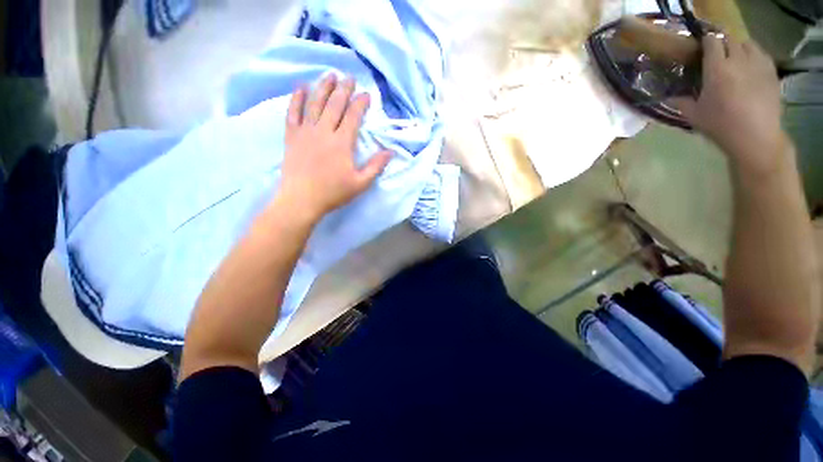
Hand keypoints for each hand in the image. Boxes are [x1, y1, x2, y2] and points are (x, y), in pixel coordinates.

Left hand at [279, 74, 390, 222]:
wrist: (301, 200)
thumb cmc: (333, 193)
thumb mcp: (360, 183)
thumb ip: (376, 166)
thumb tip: (391, 151)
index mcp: (342, 143)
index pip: (353, 116)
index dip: (360, 103)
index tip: (366, 94)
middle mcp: (324, 131)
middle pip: (335, 104)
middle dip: (343, 89)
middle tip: (349, 78)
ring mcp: (306, 132)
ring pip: (315, 103)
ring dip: (323, 87)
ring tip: (330, 75)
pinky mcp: (292, 136)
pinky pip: (293, 112)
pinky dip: (296, 98)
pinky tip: (301, 87)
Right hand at [672, 36, 786, 173]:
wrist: (756, 137)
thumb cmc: (721, 126)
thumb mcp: (695, 116)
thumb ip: (682, 102)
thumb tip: (669, 97)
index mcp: (717, 69)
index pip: (712, 42)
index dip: (706, 41)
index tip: (702, 47)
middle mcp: (738, 60)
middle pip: (730, 39)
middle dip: (722, 43)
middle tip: (717, 54)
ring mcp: (758, 64)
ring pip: (747, 43)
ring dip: (739, 47)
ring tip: (735, 58)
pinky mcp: (771, 72)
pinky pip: (761, 54)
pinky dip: (754, 55)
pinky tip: (750, 66)